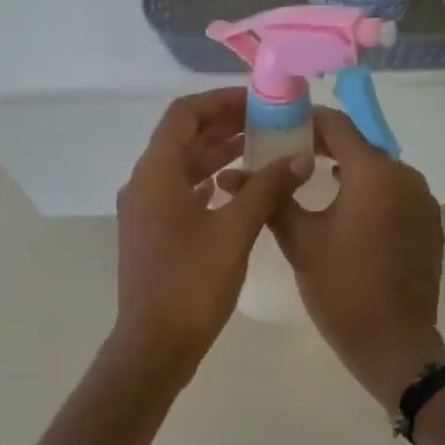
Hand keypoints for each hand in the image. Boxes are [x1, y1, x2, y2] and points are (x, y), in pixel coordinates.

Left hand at [112, 89, 312, 375]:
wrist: (155, 343)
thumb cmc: (192, 283)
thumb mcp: (235, 230)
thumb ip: (267, 188)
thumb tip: (300, 157)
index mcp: (156, 173)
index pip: (184, 114)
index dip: (219, 101)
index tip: (257, 101)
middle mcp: (144, 184)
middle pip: (183, 138)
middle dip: (224, 126)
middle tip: (268, 123)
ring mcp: (145, 211)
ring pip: (183, 167)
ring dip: (218, 155)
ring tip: (261, 150)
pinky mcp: (153, 234)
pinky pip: (181, 193)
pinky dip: (209, 183)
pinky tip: (237, 188)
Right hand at [269, 107, 444, 408]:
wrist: (394, 343)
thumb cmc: (342, 289)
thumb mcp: (300, 241)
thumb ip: (271, 199)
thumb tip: (231, 175)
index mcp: (375, 174)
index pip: (337, 125)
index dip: (305, 121)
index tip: (277, 126)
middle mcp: (406, 177)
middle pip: (359, 147)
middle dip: (323, 147)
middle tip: (286, 156)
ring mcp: (423, 201)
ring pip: (378, 172)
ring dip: (347, 171)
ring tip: (311, 183)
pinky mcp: (429, 224)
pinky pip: (395, 195)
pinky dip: (369, 194)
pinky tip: (345, 213)